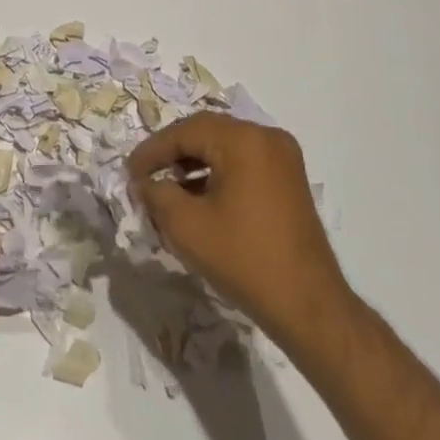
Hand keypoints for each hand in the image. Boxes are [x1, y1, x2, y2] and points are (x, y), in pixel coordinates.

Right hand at [128, 114, 352, 346]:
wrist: (309, 307)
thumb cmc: (245, 260)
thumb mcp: (187, 227)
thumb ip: (157, 194)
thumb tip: (144, 182)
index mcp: (243, 139)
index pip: (185, 131)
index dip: (153, 150)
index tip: (130, 172)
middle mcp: (266, 136)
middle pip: (206, 133)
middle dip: (173, 154)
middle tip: (147, 177)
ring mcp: (283, 157)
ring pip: (225, 147)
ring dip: (195, 164)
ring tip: (169, 190)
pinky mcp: (290, 179)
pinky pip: (244, 162)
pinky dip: (219, 174)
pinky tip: (200, 199)